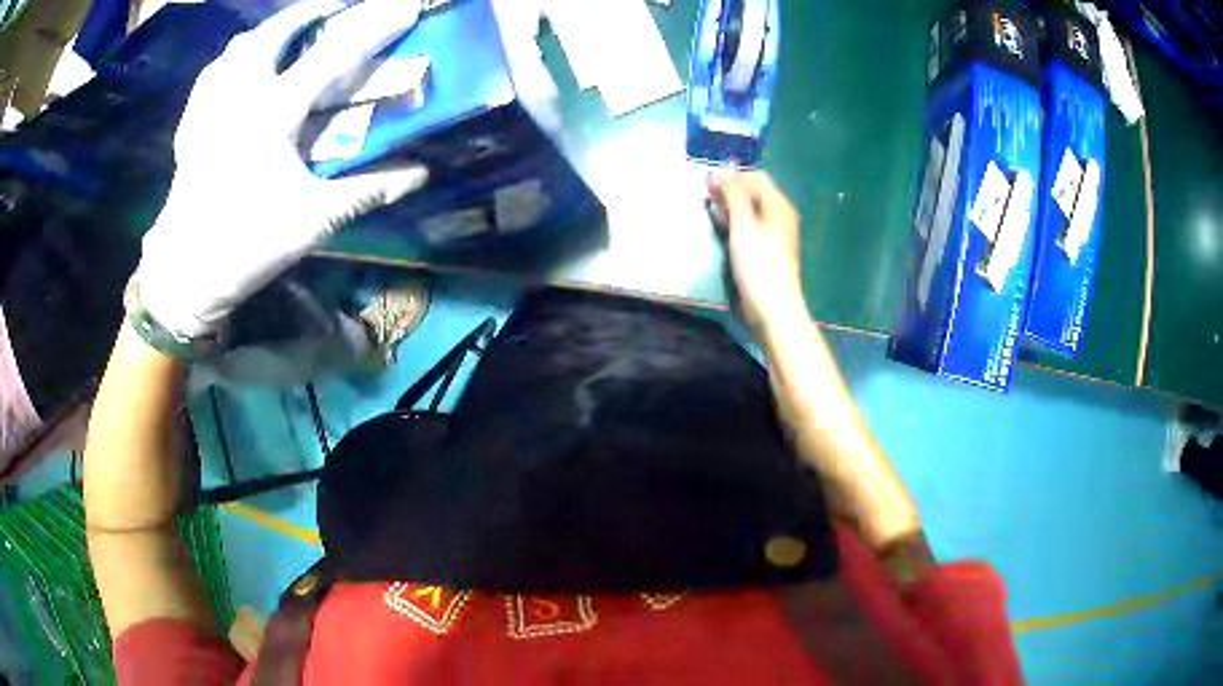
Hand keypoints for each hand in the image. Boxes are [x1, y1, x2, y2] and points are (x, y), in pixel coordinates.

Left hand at [137, 0, 427, 339]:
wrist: (184, 273)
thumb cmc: (247, 245)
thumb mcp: (313, 220)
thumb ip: (367, 190)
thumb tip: (419, 175)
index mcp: (273, 114)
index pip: (333, 54)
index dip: (374, 25)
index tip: (404, 6)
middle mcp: (240, 96)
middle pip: (277, 31)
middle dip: (311, 10)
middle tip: (336, 6)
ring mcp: (211, 107)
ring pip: (240, 45)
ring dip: (271, 30)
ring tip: (290, 30)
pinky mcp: (192, 123)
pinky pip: (214, 72)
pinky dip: (234, 58)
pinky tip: (241, 66)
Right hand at [708, 170, 806, 330]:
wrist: (772, 309)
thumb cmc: (759, 265)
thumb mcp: (743, 225)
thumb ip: (733, 194)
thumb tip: (724, 166)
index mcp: (778, 206)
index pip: (755, 177)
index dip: (732, 175)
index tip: (707, 182)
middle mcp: (779, 216)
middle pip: (752, 194)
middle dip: (729, 190)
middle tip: (704, 194)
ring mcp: (773, 235)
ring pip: (749, 211)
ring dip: (729, 207)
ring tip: (709, 210)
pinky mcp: (765, 252)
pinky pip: (748, 228)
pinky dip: (734, 224)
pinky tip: (720, 229)